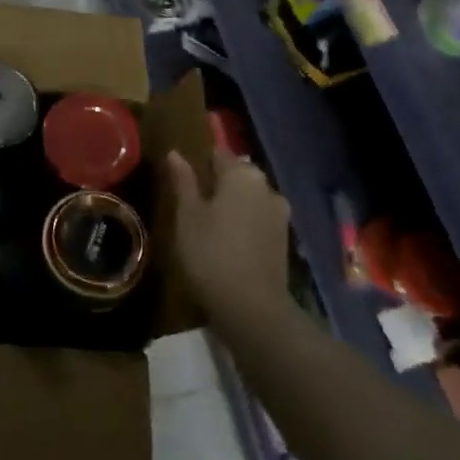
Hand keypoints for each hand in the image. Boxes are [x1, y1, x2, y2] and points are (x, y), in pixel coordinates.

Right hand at [164, 147, 291, 317]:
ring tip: (207, 225)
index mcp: (243, 174)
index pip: (218, 155)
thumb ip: (183, 181)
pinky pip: (258, 219)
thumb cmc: (211, 252)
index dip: (198, 165)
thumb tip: (175, 153)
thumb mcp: (187, 215)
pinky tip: (226, 241)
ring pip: (249, 199)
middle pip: (237, 176)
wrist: (252, 307)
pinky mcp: (284, 239)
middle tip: (191, 204)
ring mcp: (280, 214)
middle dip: (217, 184)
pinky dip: (243, 224)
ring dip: (231, 205)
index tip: (182, 180)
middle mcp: (267, 187)